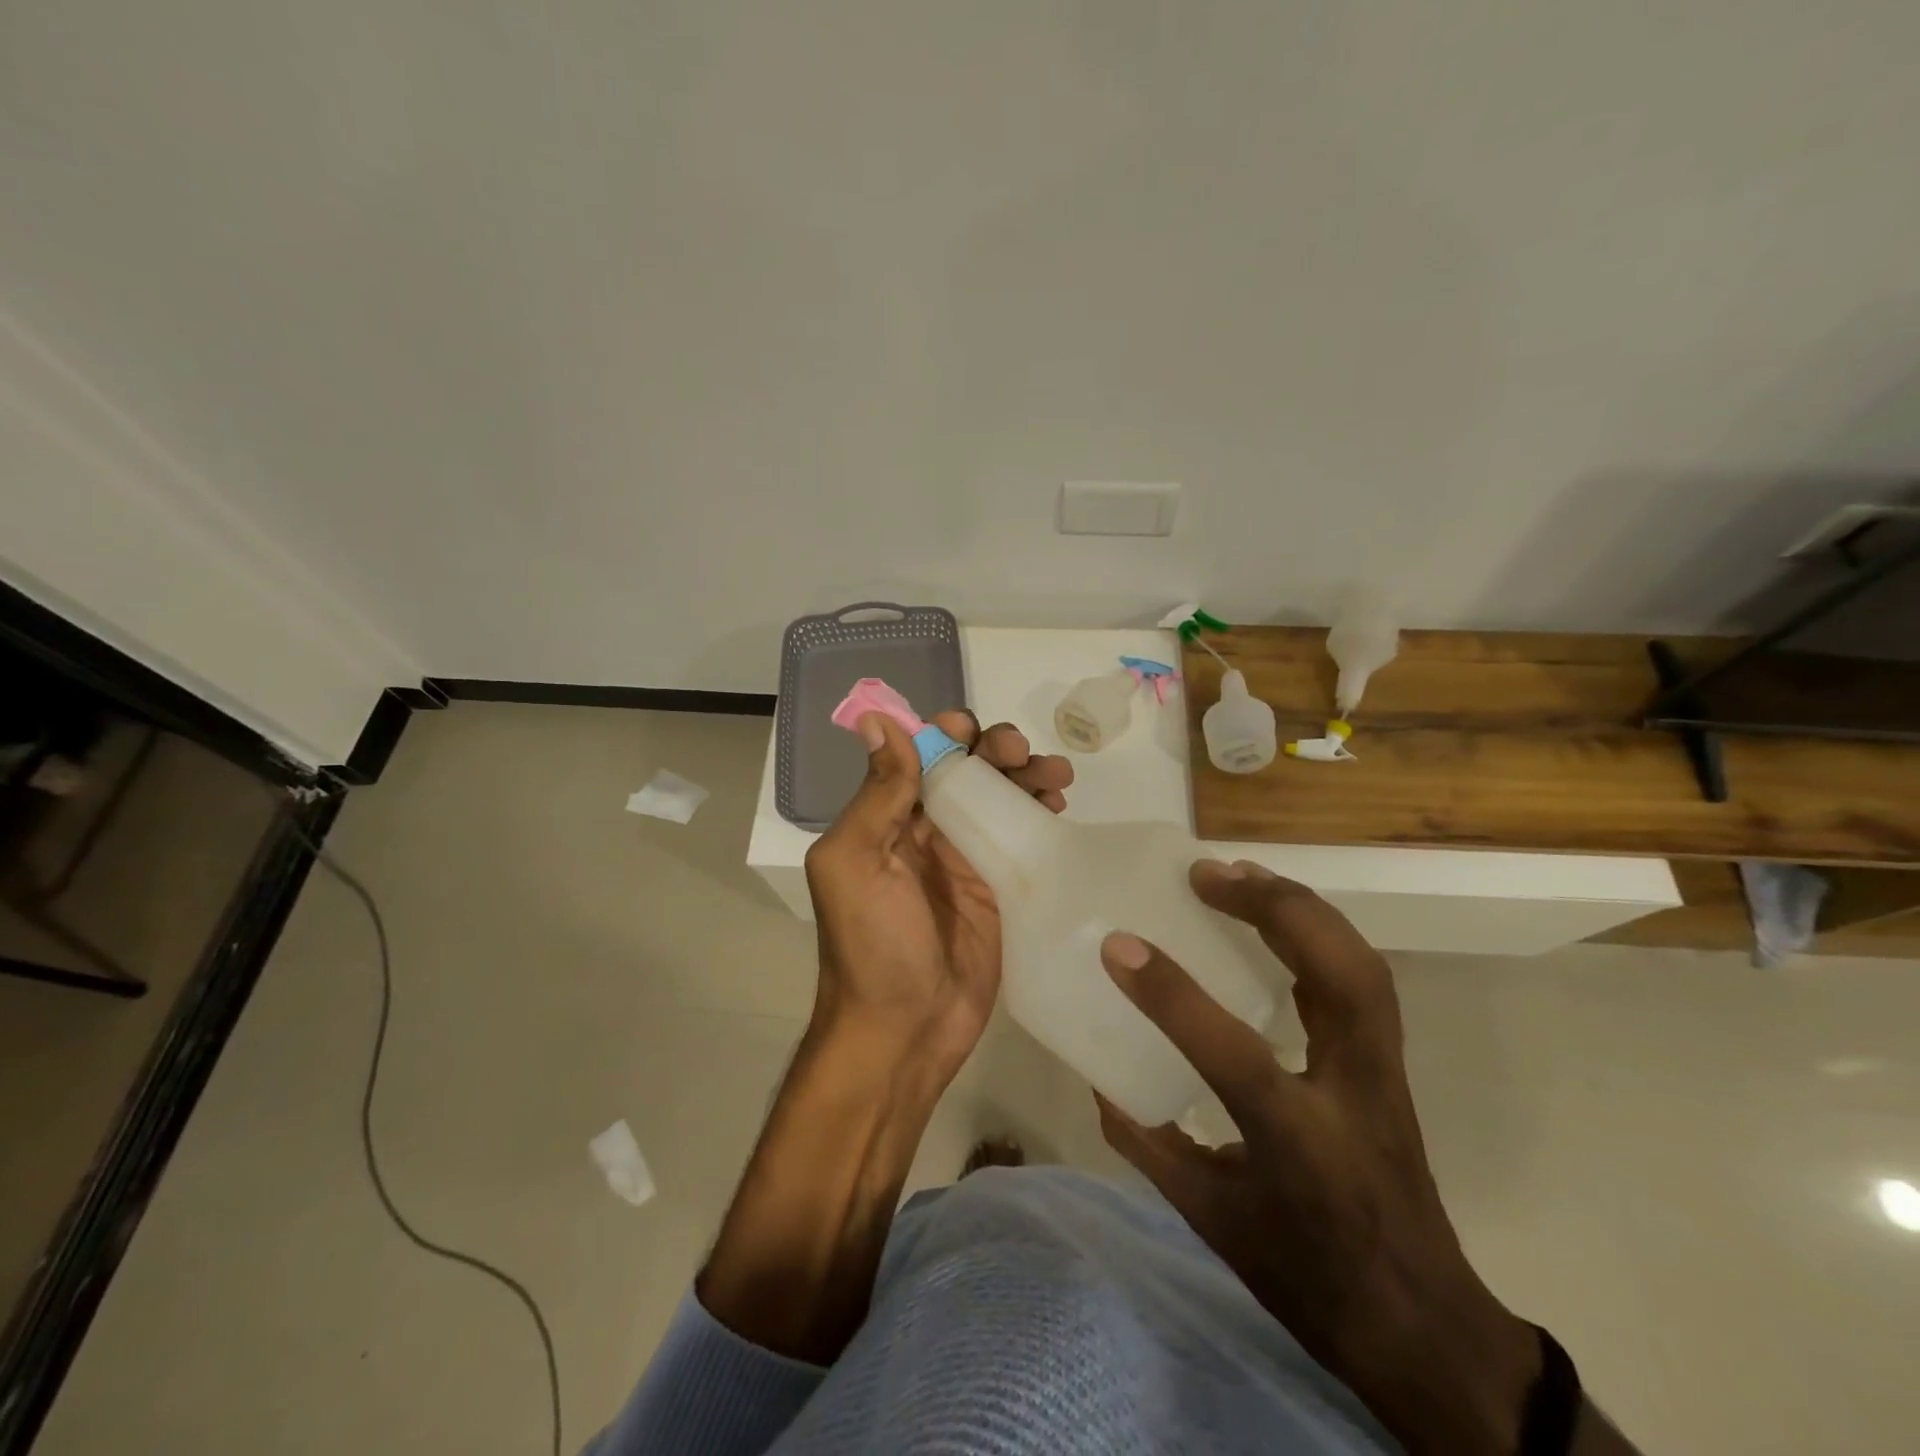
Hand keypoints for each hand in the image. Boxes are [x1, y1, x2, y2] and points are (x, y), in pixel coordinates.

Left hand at [804, 710, 1071, 1079]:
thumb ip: (876, 793)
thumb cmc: (872, 945)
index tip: (973, 732)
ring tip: (1056, 777)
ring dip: (1026, 776)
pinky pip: (1022, 838)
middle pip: (968, 771)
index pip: (920, 757)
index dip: (947, 735)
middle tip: (1023, 754)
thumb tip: (876, 719)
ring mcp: (966, 861)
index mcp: (886, 819)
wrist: (904, 1032)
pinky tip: (1058, 807)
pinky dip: (1040, 814)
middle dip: (997, 750)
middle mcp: (926, 832)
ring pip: (1001, 799)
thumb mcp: (856, 862)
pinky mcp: (1000, 890)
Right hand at [1097, 860, 1540, 1455]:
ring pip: (1362, 962)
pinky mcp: (1392, 1062)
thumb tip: (1101, 1073)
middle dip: (1273, 907)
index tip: (1118, 945)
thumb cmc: (1305, 1277)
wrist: (1422, 1326)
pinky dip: (1319, 930)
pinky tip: (1276, 914)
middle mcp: (1355, 1095)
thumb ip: (1147, 1142)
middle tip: (1206, 874)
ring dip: (1299, 906)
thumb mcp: (1207, 1218)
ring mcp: (1385, 1073)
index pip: (1232, 1052)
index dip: (1171, 994)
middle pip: (1340, 976)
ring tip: (1238, 875)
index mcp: (1300, 1145)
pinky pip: (1363, 976)